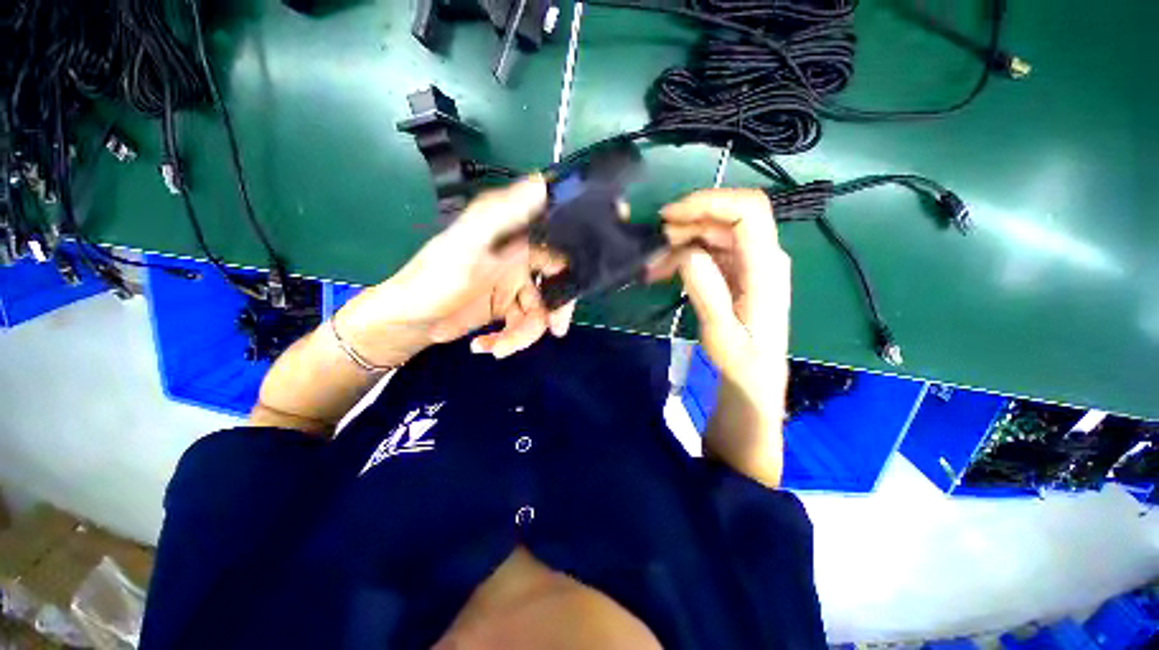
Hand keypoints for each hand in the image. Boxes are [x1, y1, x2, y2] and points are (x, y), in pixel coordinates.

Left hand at [337, 176, 574, 364]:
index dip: (571, 266)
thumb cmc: (432, 280)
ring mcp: (512, 286)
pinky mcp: (505, 308)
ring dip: (524, 334)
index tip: (580, 282)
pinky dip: (509, 339)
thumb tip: (541, 182)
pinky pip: (523, 325)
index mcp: (512, 237)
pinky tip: (486, 345)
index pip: (555, 246)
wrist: (405, 322)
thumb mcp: (466, 246)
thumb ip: (502, 216)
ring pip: (539, 311)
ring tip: (498, 348)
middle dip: (555, 309)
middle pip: (555, 284)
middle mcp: (517, 258)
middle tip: (556, 329)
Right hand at [653, 188, 790, 385]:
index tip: (670, 217)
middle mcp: (762, 255)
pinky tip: (663, 270)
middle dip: (686, 223)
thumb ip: (707, 291)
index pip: (748, 211)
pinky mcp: (736, 269)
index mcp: (766, 267)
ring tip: (653, 267)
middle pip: (726, 217)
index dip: (709, 202)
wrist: (753, 374)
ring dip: (680, 242)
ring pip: (713, 232)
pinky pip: (708, 249)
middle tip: (654, 245)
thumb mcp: (721, 332)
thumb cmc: (741, 359)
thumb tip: (686, 254)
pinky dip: (683, 255)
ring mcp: (749, 261)